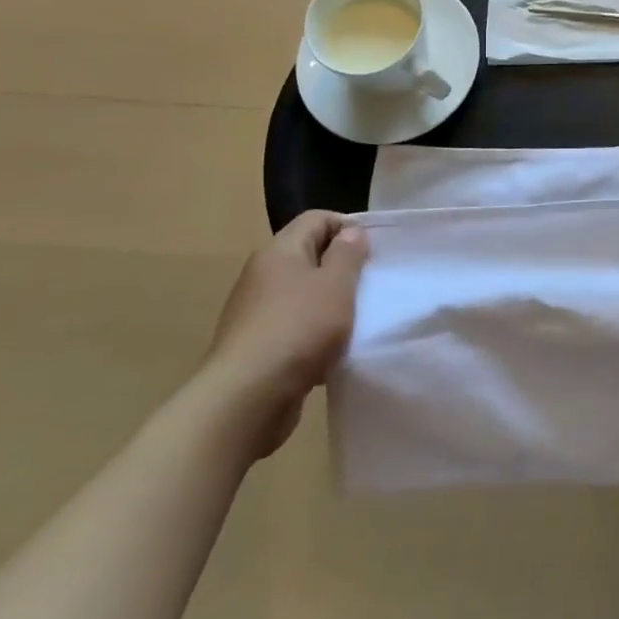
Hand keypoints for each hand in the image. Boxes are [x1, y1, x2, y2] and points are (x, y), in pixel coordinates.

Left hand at [201, 211, 368, 457]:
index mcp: (279, 251)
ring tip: (354, 321)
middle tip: (368, 286)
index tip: (372, 252)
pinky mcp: (254, 345)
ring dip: (328, 304)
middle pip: (308, 255)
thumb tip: (350, 233)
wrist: (245, 399)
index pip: (317, 218)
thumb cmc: (299, 328)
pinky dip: (313, 333)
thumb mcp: (336, 285)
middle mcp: (262, 275)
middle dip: (340, 268)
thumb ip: (348, 254)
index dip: (348, 227)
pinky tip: (330, 352)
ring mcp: (254, 312)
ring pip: (302, 294)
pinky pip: (292, 326)